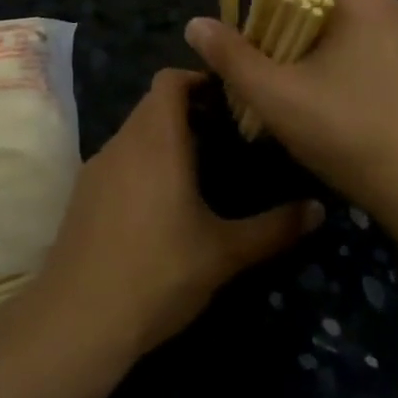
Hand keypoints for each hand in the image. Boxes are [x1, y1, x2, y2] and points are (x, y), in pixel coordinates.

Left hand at [31, 70, 322, 358]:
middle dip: (188, 110)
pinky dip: (142, 162)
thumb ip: (274, 228)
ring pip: (134, 132)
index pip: (170, 79)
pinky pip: (119, 159)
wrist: (78, 318)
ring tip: (201, 168)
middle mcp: (123, 141)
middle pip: (153, 103)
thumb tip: (319, 209)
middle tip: (227, 134)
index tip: (231, 98)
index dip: (199, 78)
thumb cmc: (158, 273)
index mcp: (156, 139)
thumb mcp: (224, 253)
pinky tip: (161, 203)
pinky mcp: (82, 193)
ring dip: (164, 137)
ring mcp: (97, 166)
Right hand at [184, 0, 397, 220]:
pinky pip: (381, 59)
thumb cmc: (348, 133)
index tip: (250, 49)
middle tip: (273, 81)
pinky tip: (349, 114)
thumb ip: (231, 57)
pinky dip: (358, 74)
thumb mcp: (277, 96)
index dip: (264, 13)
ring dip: (324, 58)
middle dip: (292, 38)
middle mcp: (397, 5)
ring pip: (353, 37)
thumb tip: (195, 24)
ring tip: (307, 101)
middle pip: (324, 11)